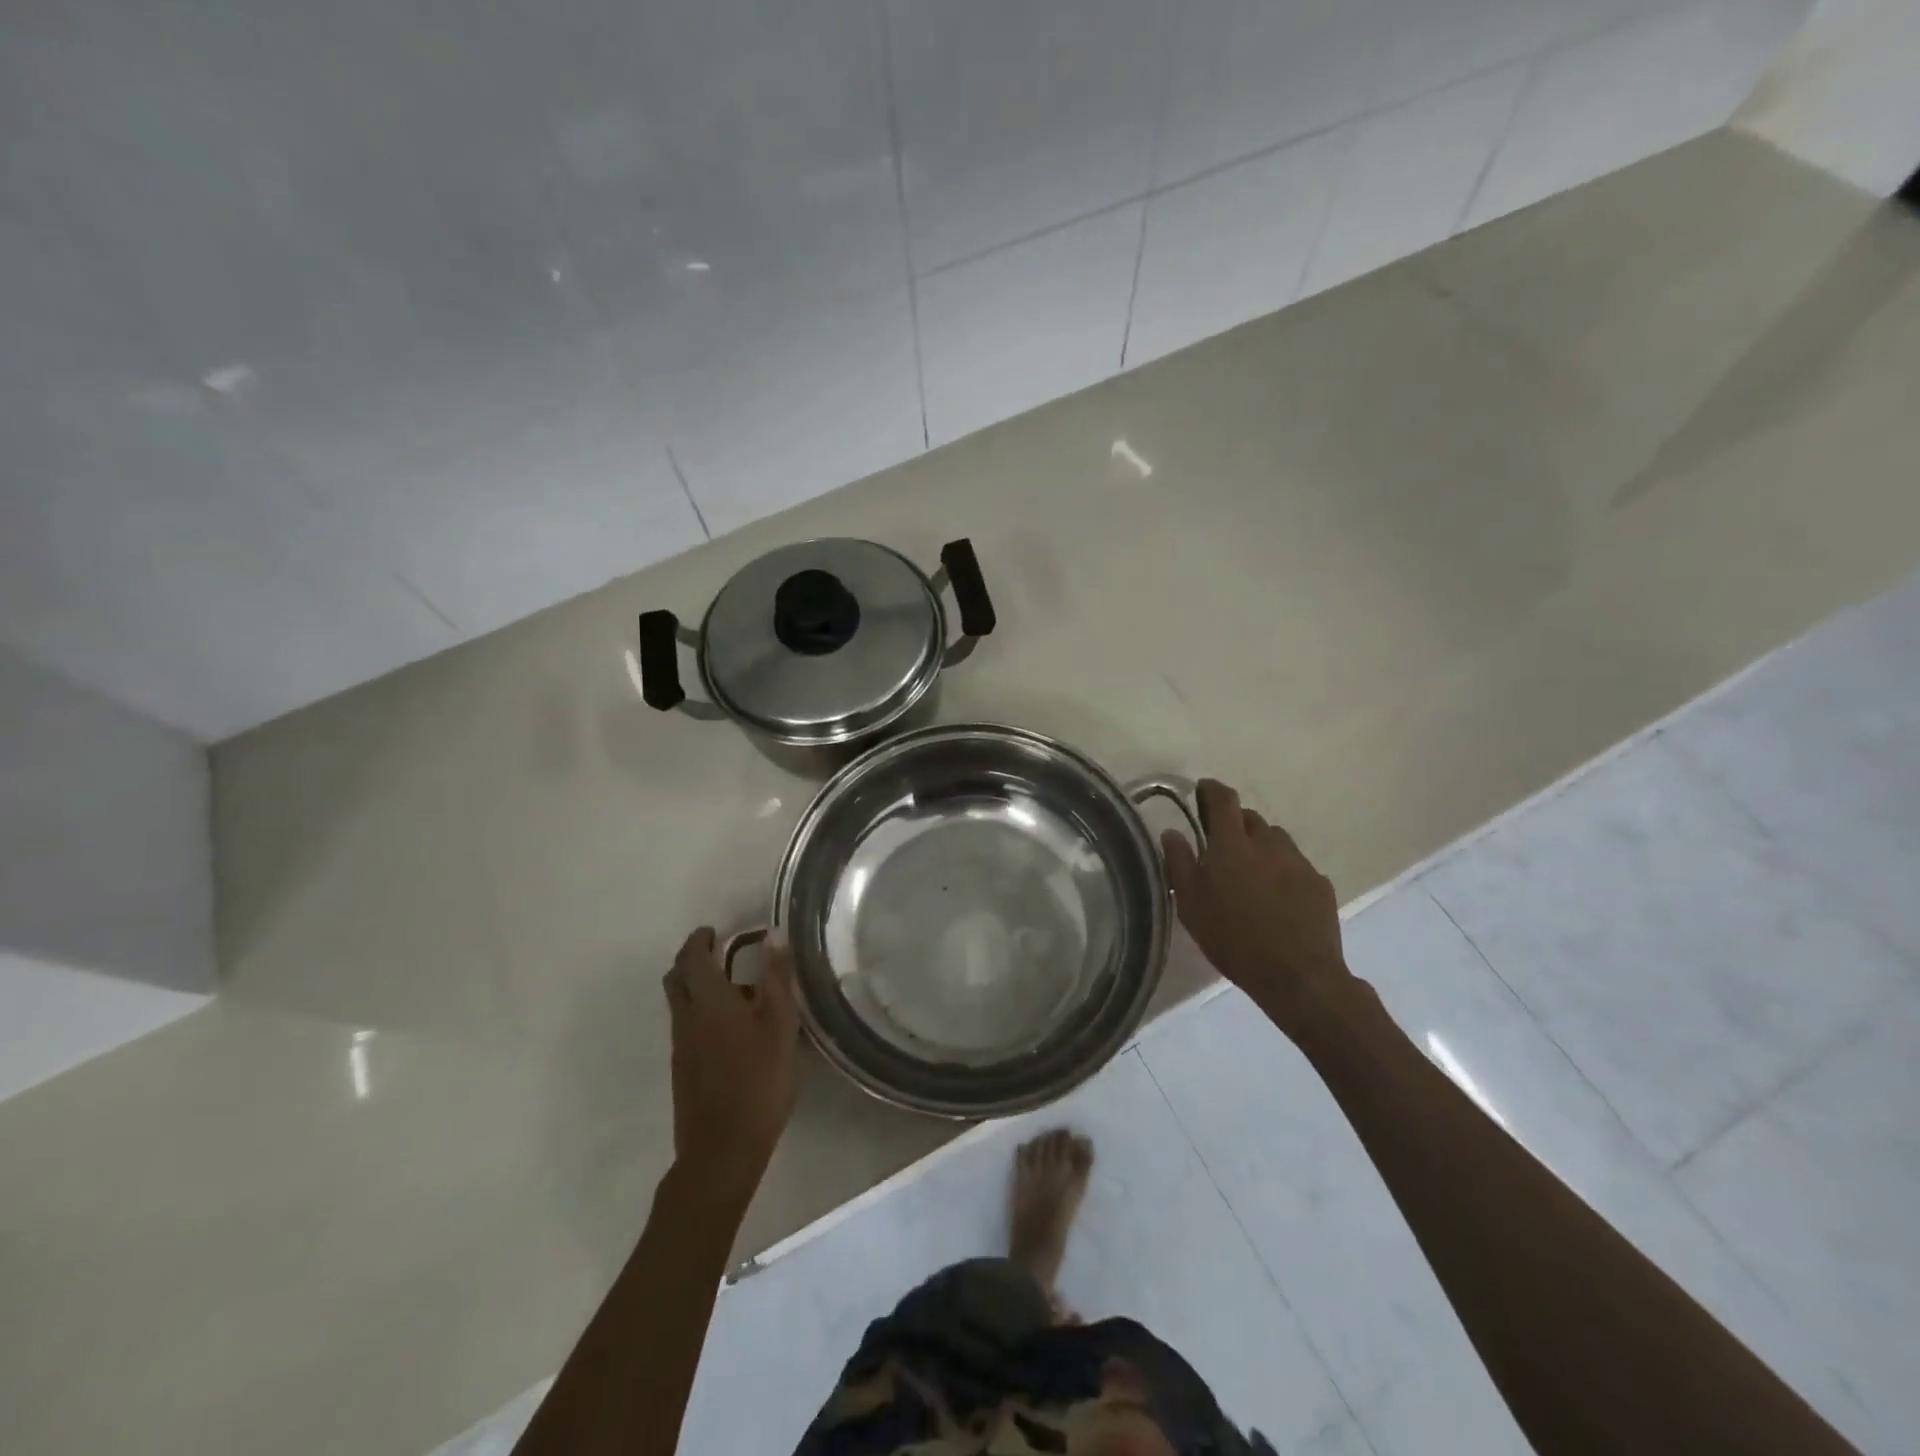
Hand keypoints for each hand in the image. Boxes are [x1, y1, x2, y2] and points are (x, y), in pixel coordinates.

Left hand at [662, 928, 800, 1204]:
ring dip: (696, 985)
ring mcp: (681, 1045)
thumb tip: (773, 936)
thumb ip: (776, 978)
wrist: (722, 1150)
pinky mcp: (683, 1068)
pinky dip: (700, 1010)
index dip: (700, 939)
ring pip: (679, 1002)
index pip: (693, 957)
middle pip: (676, 977)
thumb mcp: (780, 1025)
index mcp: (709, 1001)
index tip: (715, 930)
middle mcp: (686, 1017)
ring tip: (733, 987)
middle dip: (692, 958)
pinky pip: (685, 1024)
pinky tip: (731, 1027)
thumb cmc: (758, 1081)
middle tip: (719, 951)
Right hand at [1161, 779, 1354, 1037]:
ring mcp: (1298, 862)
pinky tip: (1278, 898)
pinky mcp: (1320, 884)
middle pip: (1250, 818)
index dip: (1211, 790)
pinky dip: (1283, 870)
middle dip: (1235, 824)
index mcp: (1232, 845)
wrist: (1298, 976)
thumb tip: (1172, 832)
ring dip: (1261, 846)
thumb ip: (1179, 863)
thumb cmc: (1233, 940)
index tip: (1202, 792)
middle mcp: (1267, 843)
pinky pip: (1297, 865)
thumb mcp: (1191, 905)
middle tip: (1222, 848)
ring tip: (1252, 873)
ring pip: (1276, 840)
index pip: (1223, 799)